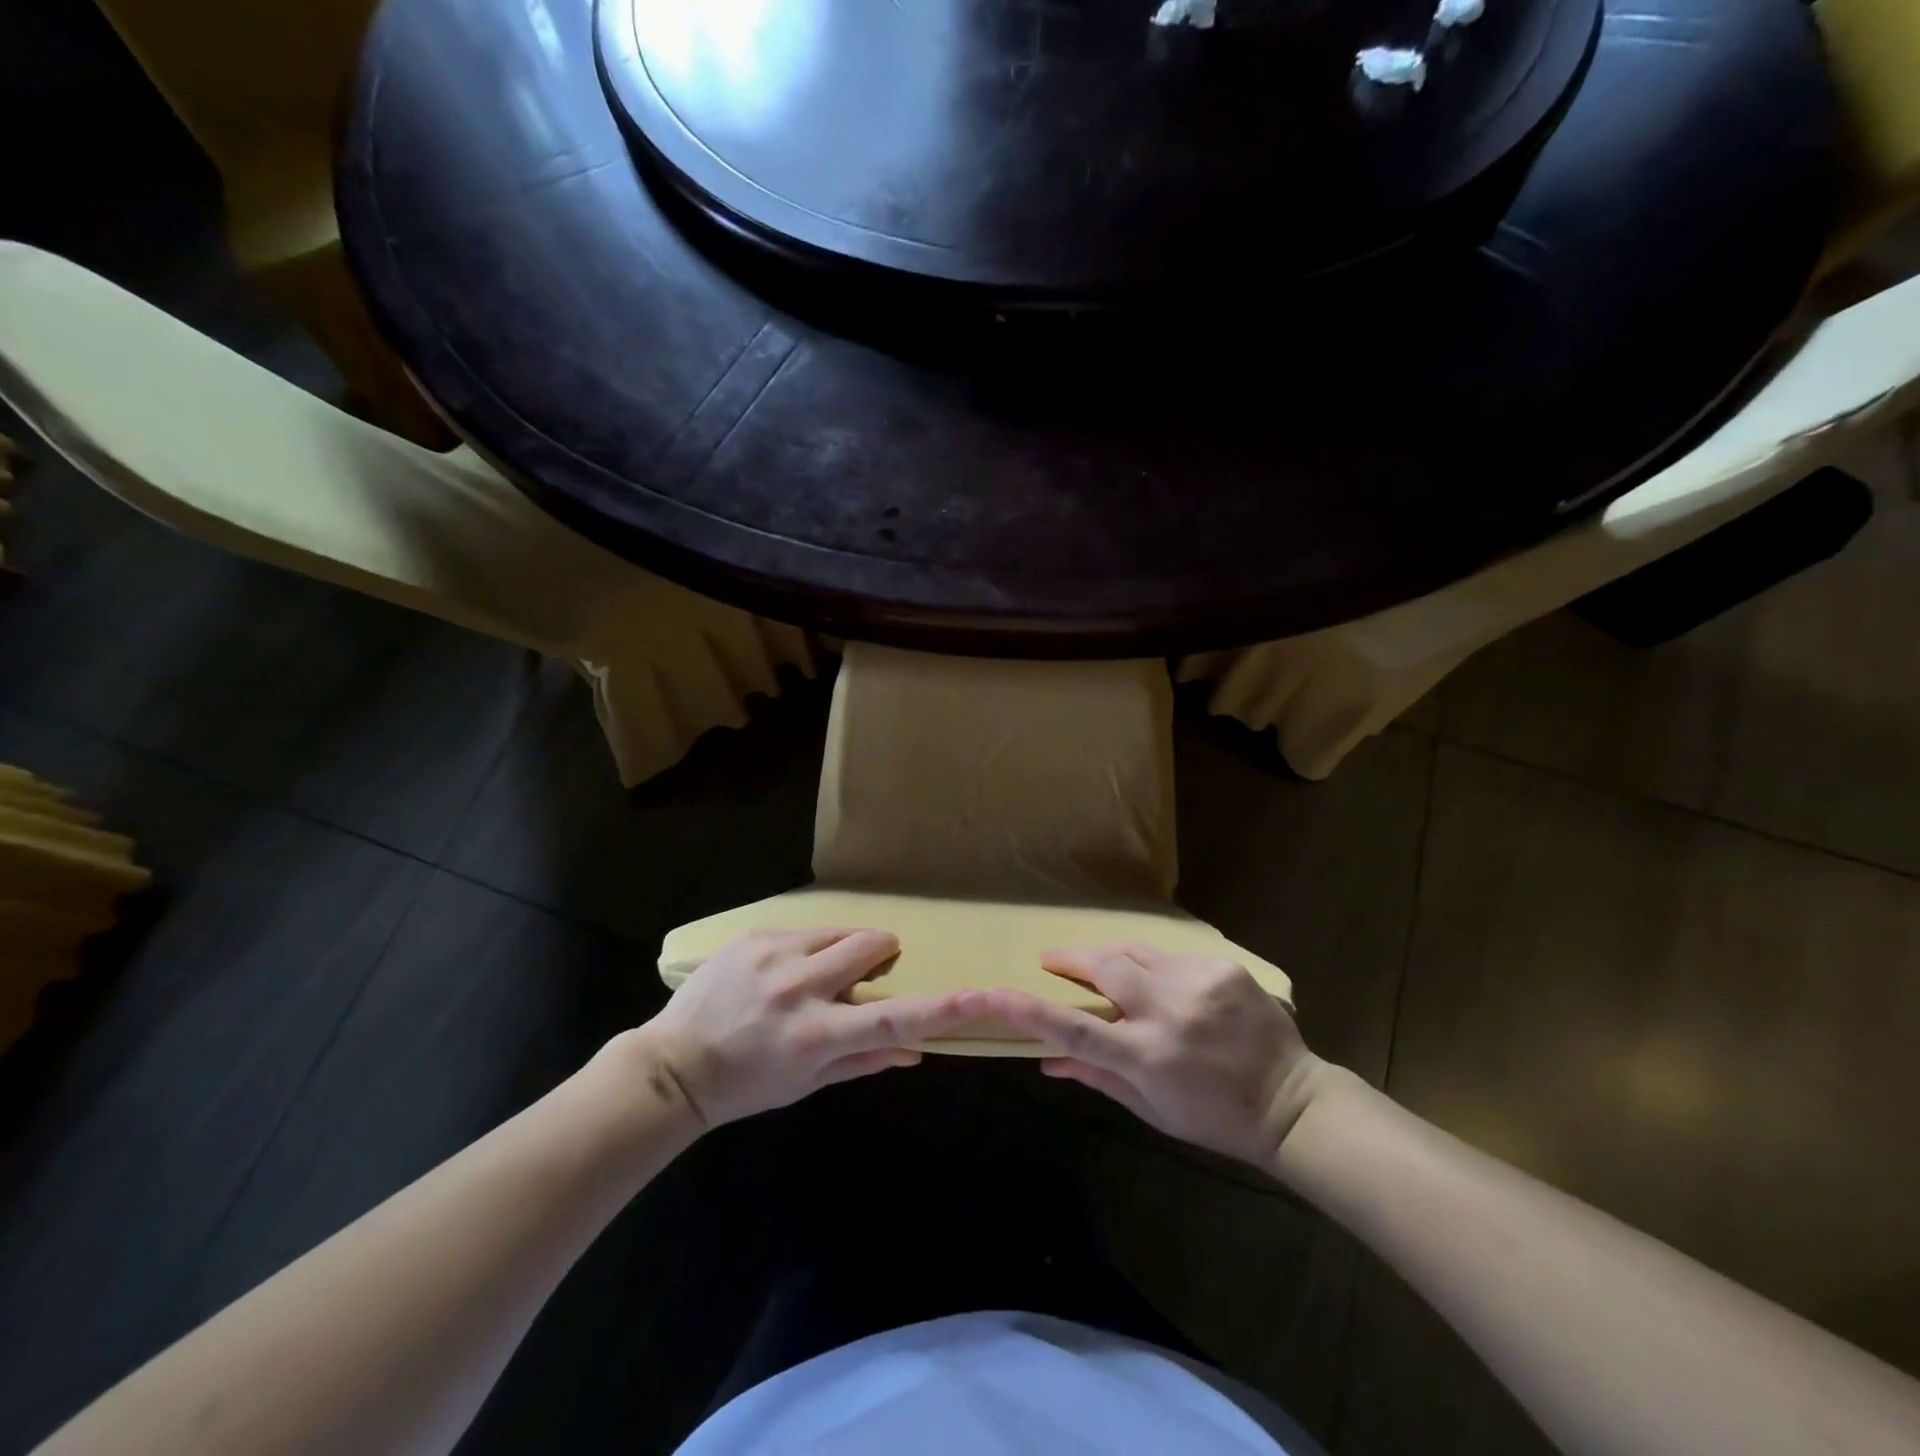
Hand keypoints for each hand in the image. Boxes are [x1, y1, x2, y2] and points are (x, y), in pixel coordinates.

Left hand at [639, 928, 980, 1127]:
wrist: (674, 1065)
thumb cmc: (748, 1084)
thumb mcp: (807, 1083)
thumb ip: (864, 1061)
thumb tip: (916, 1050)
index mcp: (816, 1036)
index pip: (892, 1019)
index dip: (940, 1008)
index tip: (980, 995)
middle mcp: (799, 987)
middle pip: (871, 945)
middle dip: (881, 954)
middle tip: (864, 976)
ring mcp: (773, 954)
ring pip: (840, 932)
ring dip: (843, 950)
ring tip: (814, 977)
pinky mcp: (754, 935)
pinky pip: (805, 930)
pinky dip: (809, 948)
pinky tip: (780, 974)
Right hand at [980, 943, 1324, 1167]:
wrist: (1292, 1102)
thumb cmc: (1214, 1118)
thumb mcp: (1151, 1109)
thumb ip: (1097, 1077)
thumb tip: (1045, 1059)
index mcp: (1148, 1058)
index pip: (1074, 1029)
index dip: (1028, 1009)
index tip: (993, 992)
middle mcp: (1169, 1013)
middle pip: (1103, 967)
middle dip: (1071, 959)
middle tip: (1053, 961)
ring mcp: (1199, 983)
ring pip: (1134, 952)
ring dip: (1111, 958)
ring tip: (1102, 969)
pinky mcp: (1222, 968)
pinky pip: (1170, 956)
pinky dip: (1154, 966)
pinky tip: (1161, 984)